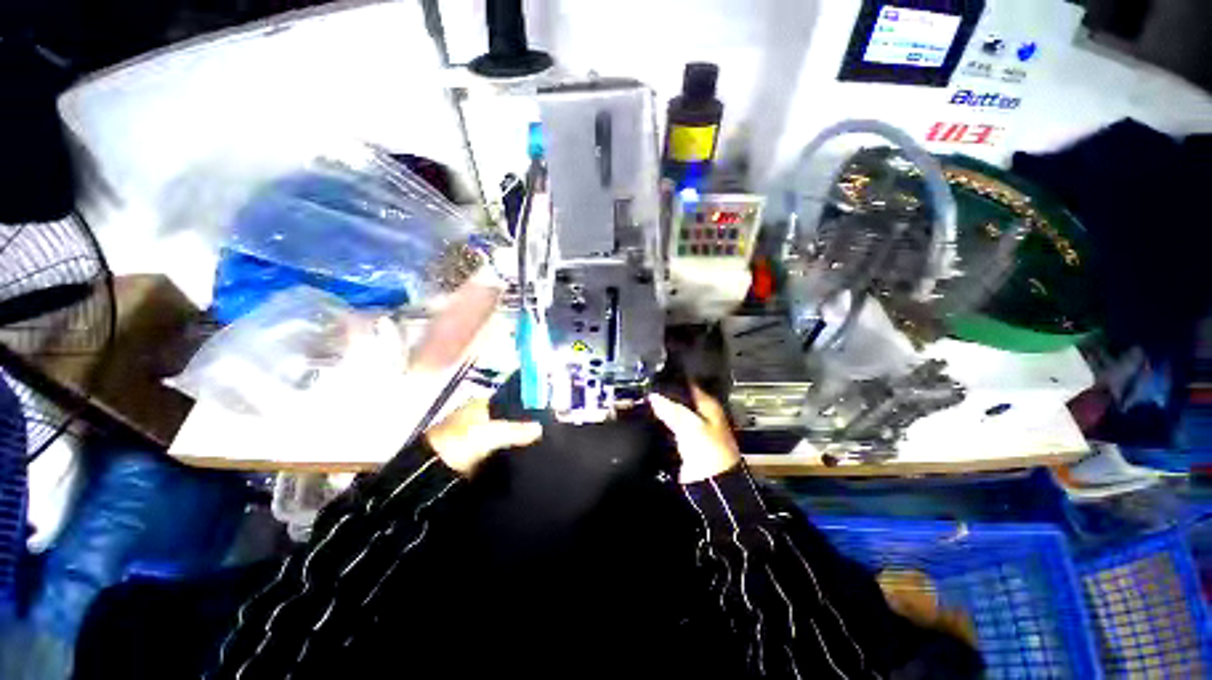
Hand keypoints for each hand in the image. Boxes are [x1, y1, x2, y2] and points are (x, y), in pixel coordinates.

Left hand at [425, 399, 542, 475]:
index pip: (509, 401)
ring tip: (539, 448)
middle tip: (544, 434)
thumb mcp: (493, 433)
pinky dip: (507, 457)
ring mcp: (475, 439)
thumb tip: (541, 428)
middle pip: (507, 421)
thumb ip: (518, 430)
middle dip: (522, 427)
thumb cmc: (461, 442)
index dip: (525, 407)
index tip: (543, 416)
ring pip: (503, 438)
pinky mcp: (474, 458)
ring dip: (515, 443)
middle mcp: (478, 418)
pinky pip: (497, 454)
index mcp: (480, 404)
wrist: (432, 476)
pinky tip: (523, 462)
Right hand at [649, 385, 741, 483]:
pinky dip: (660, 430)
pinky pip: (668, 433)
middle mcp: (701, 418)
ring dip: (661, 415)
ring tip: (643, 407)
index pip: (689, 386)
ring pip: (672, 417)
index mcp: (709, 407)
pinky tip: (648, 426)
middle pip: (679, 402)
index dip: (674, 382)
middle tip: (646, 393)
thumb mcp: (688, 424)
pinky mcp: (683, 448)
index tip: (656, 378)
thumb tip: (654, 396)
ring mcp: (692, 433)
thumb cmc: (709, 452)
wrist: (711, 487)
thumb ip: (670, 408)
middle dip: (664, 399)